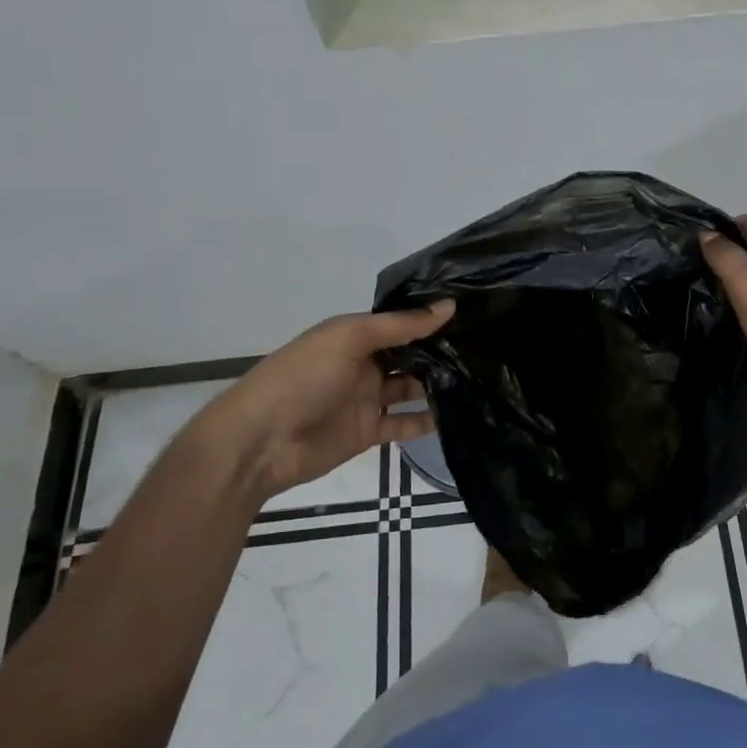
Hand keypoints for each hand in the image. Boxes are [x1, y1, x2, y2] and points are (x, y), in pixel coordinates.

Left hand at [183, 301, 453, 502]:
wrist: (260, 442)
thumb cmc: (302, 377)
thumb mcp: (349, 338)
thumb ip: (400, 325)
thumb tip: (448, 305)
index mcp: (354, 335)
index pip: (400, 323)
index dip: (431, 319)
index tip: (473, 314)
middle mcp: (363, 364)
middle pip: (409, 356)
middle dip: (441, 353)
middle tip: (486, 349)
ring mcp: (366, 399)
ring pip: (411, 389)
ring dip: (438, 385)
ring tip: (480, 379)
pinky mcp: (368, 432)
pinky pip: (404, 423)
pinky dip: (427, 420)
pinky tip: (458, 414)